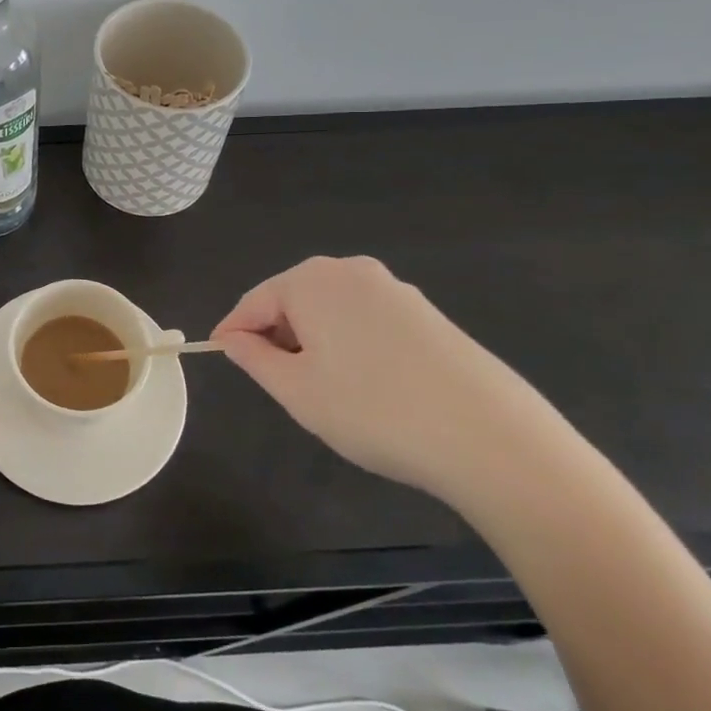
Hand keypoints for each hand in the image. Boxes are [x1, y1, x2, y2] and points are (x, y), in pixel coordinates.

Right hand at [212, 256, 563, 503]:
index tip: (220, 358)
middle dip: (278, 336)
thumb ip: (254, 358)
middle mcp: (352, 272)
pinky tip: (369, 388)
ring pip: (332, 311)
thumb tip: (232, 339)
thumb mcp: (297, 391)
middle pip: (294, 299)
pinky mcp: (427, 315)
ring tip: (325, 392)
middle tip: (278, 384)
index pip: (254, 301)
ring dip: (316, 343)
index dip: (233, 331)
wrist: (490, 438)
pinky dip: (352, 346)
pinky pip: (368, 322)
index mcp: (311, 280)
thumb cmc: (373, 410)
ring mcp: (396, 290)